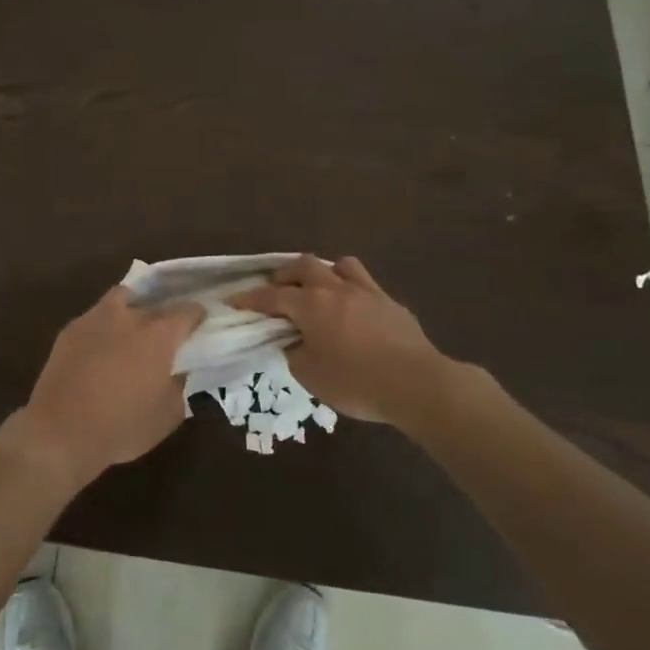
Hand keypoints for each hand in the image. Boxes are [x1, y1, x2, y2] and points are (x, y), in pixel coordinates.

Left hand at [13, 287, 202, 488]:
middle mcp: (128, 316)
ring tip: (133, 326)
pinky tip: (103, 345)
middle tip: (166, 328)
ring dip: (132, 306)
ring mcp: (95, 318)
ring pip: (120, 298)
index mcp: (158, 334)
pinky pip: (95, 317)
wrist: (60, 432)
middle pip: (153, 299)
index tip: (200, 323)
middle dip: (163, 310)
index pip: (187, 311)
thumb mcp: (168, 415)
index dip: (197, 316)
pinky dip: (105, 325)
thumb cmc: (122, 426)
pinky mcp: (70, 329)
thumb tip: (179, 372)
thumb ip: (179, 386)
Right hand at [229, 255, 495, 427]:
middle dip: (285, 275)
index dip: (250, 298)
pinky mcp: (391, 303)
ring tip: (319, 289)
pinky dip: (352, 292)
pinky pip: (366, 286)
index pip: (271, 296)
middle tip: (277, 289)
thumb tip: (295, 343)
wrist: (415, 384)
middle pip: (304, 266)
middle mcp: (335, 289)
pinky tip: (354, 312)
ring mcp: (367, 292)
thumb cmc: (355, 382)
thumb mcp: (310, 376)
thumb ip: (295, 354)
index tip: (234, 300)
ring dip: (324, 272)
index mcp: (310, 304)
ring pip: (340, 265)